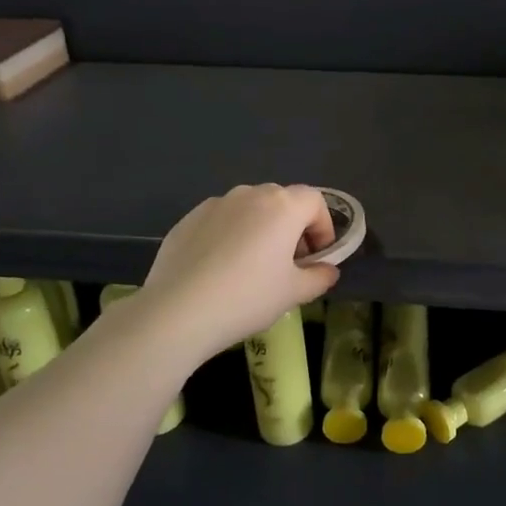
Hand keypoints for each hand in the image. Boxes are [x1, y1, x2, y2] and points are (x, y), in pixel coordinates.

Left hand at [136, 184, 340, 364]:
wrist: (178, 311)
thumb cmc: (248, 297)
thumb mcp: (294, 293)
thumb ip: (319, 276)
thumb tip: (327, 270)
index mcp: (282, 206)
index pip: (315, 201)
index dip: (323, 227)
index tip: (318, 257)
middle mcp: (250, 195)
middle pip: (282, 201)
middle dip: (293, 227)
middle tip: (289, 263)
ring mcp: (215, 204)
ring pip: (249, 209)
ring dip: (261, 229)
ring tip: (253, 266)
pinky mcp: (188, 219)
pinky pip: (221, 221)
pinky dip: (230, 235)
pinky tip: (220, 269)